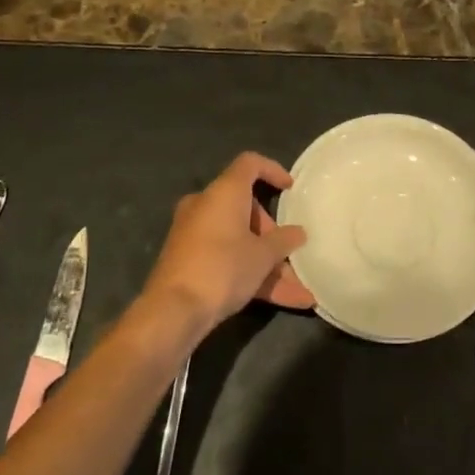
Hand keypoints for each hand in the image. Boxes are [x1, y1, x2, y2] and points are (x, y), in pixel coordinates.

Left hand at [145, 152, 308, 327]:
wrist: (173, 311)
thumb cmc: (223, 268)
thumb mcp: (262, 256)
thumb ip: (284, 240)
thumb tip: (298, 233)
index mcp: (224, 192)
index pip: (249, 164)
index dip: (273, 170)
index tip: (291, 188)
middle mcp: (206, 206)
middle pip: (247, 208)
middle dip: (273, 234)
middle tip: (291, 254)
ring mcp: (195, 234)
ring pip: (240, 240)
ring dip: (269, 264)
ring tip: (301, 290)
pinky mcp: (190, 260)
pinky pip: (228, 258)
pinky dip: (252, 274)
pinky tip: (286, 301)